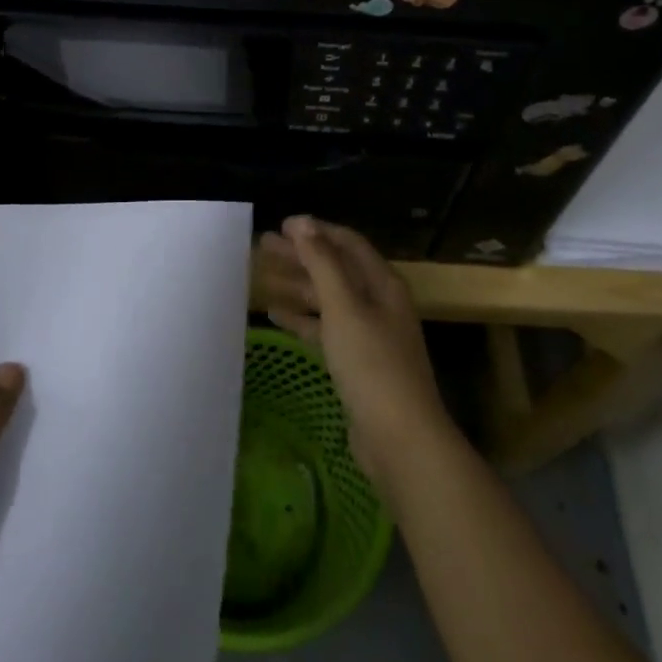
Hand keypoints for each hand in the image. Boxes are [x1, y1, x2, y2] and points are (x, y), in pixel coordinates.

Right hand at [260, 215, 455, 489]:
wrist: (400, 438)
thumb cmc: (372, 364)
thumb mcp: (344, 307)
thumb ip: (323, 263)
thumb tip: (302, 223)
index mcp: (382, 283)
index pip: (347, 243)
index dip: (316, 231)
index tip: (282, 225)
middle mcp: (378, 302)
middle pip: (335, 269)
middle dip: (300, 255)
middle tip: (262, 246)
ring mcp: (368, 334)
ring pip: (327, 299)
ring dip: (297, 285)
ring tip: (261, 276)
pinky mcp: (357, 362)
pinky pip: (325, 329)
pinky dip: (301, 319)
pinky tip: (275, 314)